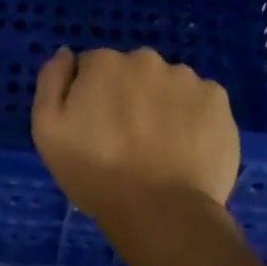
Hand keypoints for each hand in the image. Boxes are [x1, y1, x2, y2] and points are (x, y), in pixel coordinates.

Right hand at [30, 47, 239, 225]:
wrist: (161, 211)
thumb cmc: (96, 174)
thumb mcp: (48, 131)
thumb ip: (51, 82)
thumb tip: (66, 54)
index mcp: (104, 63)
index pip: (94, 67)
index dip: (93, 96)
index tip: (97, 127)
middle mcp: (146, 59)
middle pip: (134, 71)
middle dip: (130, 95)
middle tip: (128, 139)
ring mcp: (186, 77)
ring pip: (169, 85)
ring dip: (163, 104)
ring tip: (161, 147)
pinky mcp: (218, 99)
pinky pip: (200, 101)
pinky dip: (195, 117)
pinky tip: (188, 147)